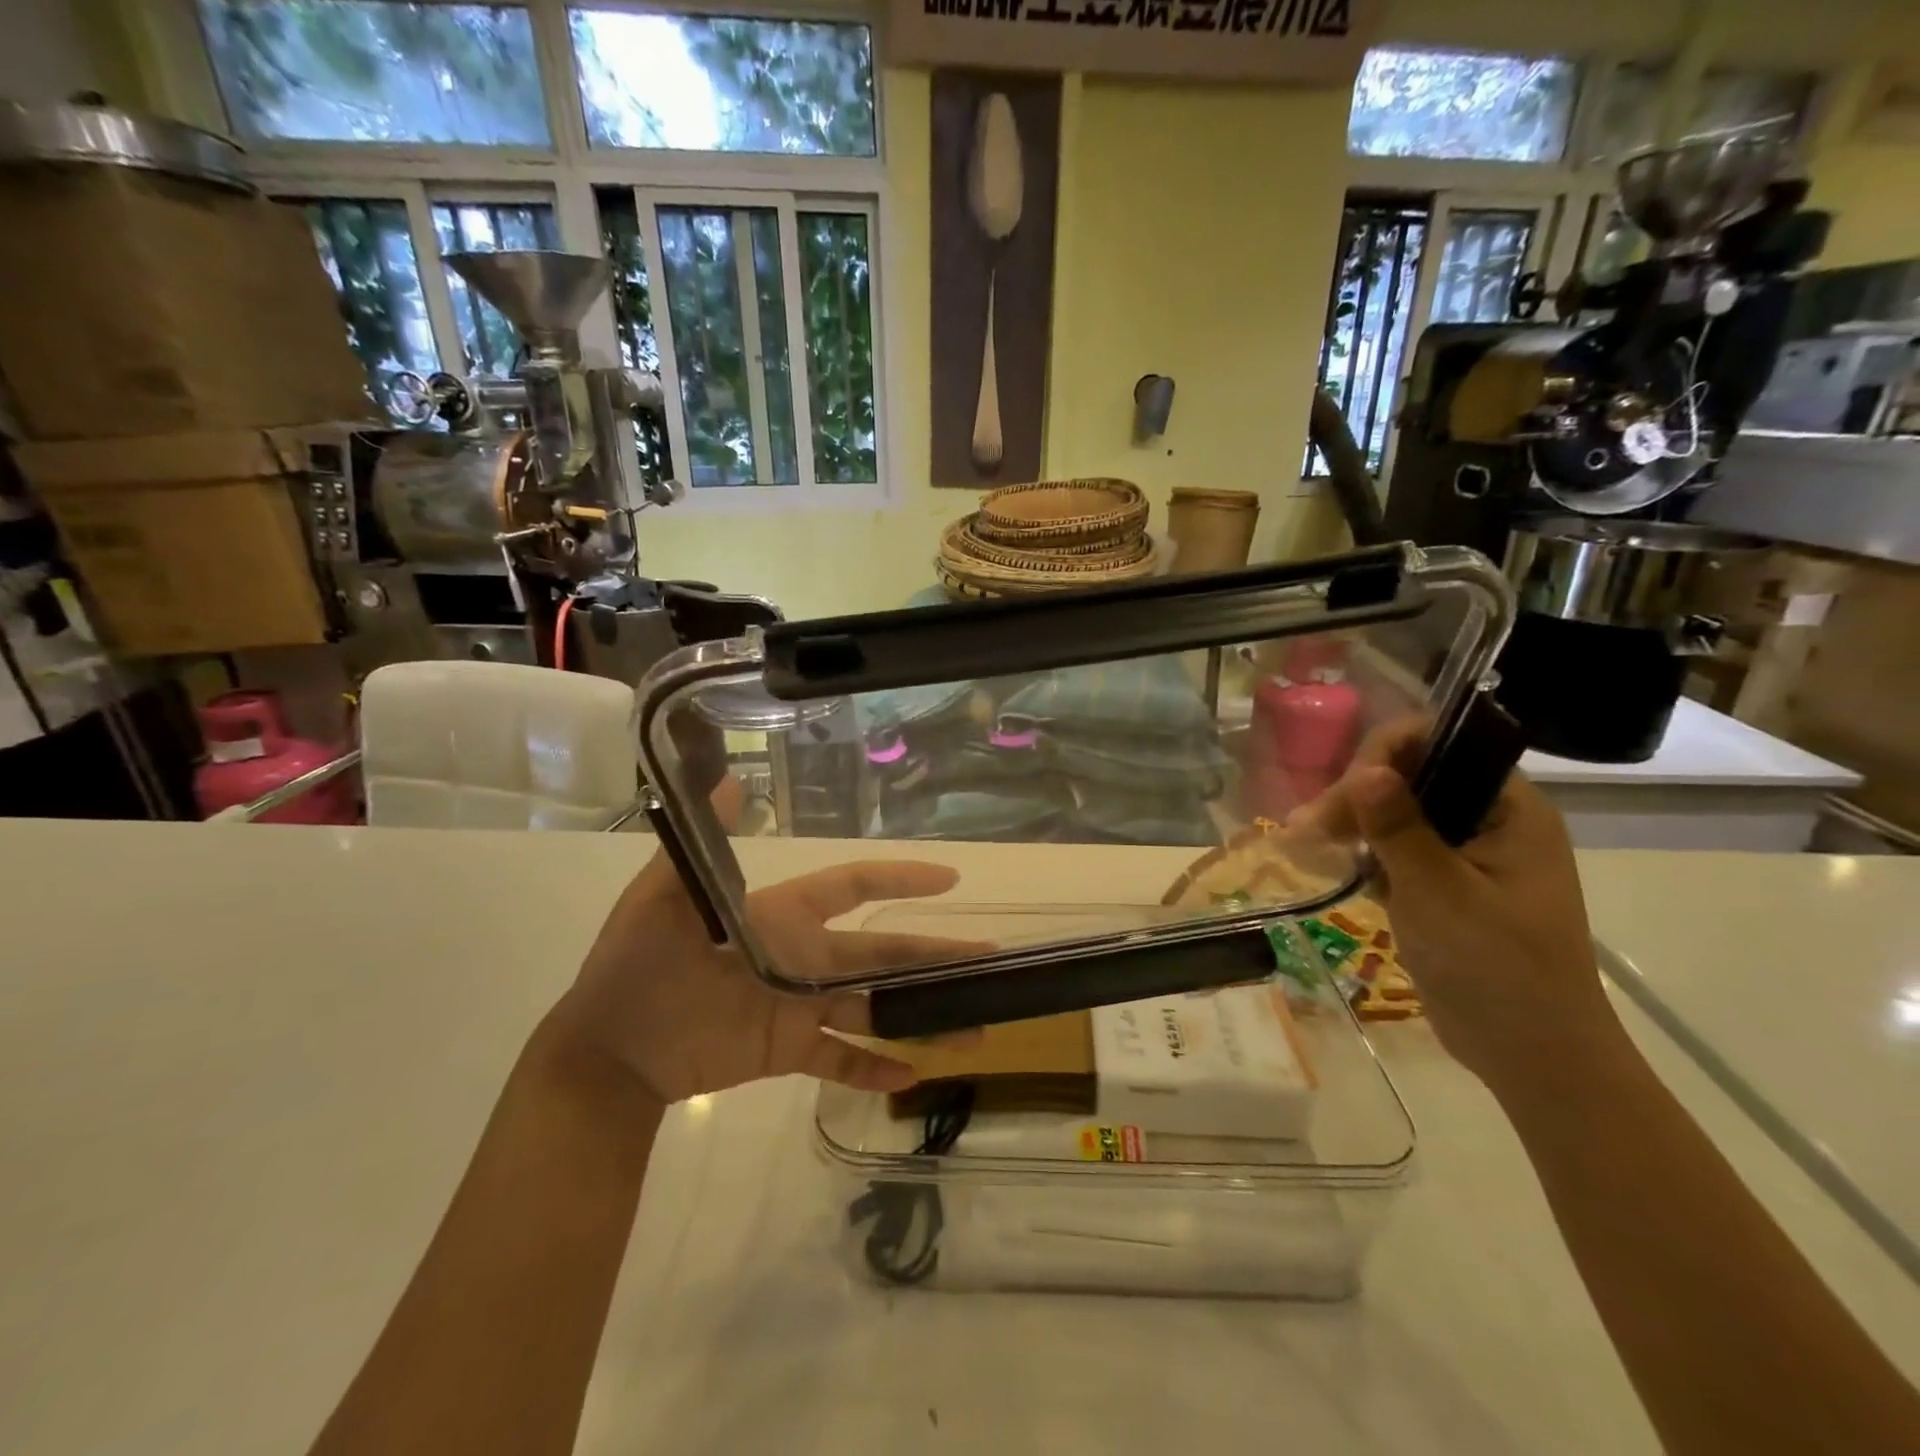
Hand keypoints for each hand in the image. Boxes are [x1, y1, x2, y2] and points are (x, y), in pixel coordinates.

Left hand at [550, 788, 979, 1105]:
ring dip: (920, 1018)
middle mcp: (803, 957)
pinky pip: (839, 1059)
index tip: (948, 877)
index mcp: (784, 917)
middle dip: (934, 955)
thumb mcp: (661, 900)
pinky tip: (912, 1076)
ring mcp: (799, 1006)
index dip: (899, 878)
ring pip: (873, 1008)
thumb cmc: (636, 967)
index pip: (853, 888)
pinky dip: (871, 1068)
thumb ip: (698, 848)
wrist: (607, 1050)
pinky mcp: (787, 1051)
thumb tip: (721, 780)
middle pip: (882, 951)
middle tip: (989, 960)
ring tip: (973, 1030)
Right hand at [1303, 718, 1616, 1091]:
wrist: (1531, 1055)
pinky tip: (1336, 866)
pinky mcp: (1445, 885)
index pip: (1444, 745)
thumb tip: (1366, 768)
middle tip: (1310, 828)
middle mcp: (1491, 821)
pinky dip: (1365, 854)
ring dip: (1354, 823)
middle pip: (1413, 777)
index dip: (1388, 754)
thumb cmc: (1496, 968)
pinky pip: (1398, 850)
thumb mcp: (1440, 892)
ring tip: (1308, 842)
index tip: (1346, 792)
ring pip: (1398, 814)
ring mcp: (1467, 854)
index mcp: (1510, 810)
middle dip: (1358, 794)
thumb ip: (1400, 827)